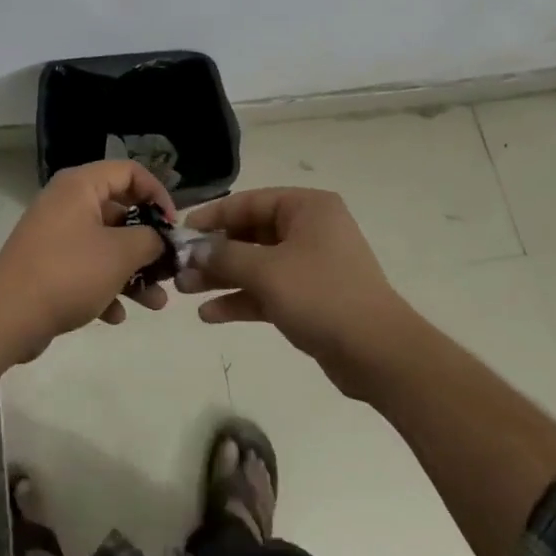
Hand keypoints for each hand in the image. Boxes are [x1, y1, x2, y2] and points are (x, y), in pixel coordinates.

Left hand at [0, 161, 173, 355]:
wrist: (7, 315)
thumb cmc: (69, 272)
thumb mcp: (121, 253)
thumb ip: (150, 240)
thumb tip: (159, 240)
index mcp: (81, 186)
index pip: (130, 172)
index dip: (158, 194)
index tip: (173, 226)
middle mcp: (67, 202)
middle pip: (119, 211)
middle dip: (148, 243)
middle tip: (168, 268)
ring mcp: (56, 235)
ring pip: (105, 245)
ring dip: (133, 272)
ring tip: (156, 303)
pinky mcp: (48, 265)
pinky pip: (86, 268)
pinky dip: (105, 287)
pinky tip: (116, 315)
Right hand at [179, 188, 413, 398]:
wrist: (378, 353)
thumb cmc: (322, 296)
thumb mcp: (266, 271)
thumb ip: (224, 256)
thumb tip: (192, 250)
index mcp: (306, 208)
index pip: (249, 202)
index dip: (213, 216)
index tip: (181, 233)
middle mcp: (309, 230)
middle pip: (251, 233)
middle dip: (214, 252)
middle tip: (178, 268)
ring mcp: (310, 265)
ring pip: (256, 264)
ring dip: (222, 276)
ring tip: (185, 291)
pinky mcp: (309, 298)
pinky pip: (267, 290)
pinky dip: (241, 299)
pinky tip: (210, 314)